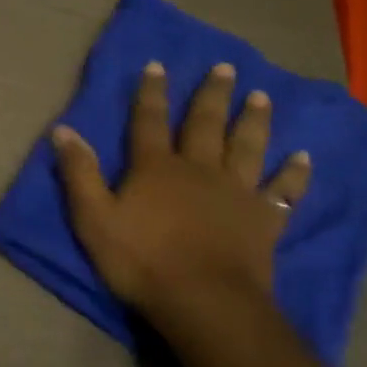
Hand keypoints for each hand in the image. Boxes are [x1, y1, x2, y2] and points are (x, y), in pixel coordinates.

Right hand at [52, 61, 309, 352]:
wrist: (204, 301)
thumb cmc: (142, 261)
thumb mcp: (94, 219)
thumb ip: (79, 173)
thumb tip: (62, 130)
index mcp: (156, 168)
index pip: (149, 121)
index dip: (151, 92)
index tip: (158, 65)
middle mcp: (199, 169)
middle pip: (205, 124)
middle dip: (212, 95)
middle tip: (226, 68)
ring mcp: (236, 192)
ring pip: (247, 147)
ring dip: (253, 121)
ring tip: (262, 96)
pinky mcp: (263, 219)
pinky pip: (283, 190)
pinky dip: (294, 174)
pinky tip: (304, 158)